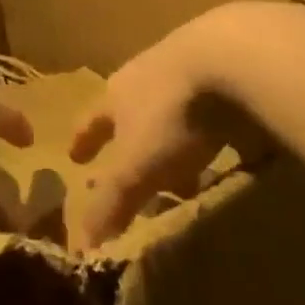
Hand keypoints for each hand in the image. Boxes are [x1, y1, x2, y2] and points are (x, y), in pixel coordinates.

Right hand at [69, 6, 273, 248]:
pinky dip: (216, 128)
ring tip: (186, 169)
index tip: (73, 158)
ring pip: (173, 108)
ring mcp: (190, 66)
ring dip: (174, 138)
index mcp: (118, 94)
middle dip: (131, 142)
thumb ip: (110, 204)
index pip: (91, 121)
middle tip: (133, 170)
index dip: (83, 141)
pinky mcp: (230, 68)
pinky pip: (216, 106)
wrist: (232, 55)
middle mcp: (147, 74)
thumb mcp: (137, 167)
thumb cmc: (172, 114)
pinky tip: (231, 147)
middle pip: (132, 111)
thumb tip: (79, 248)